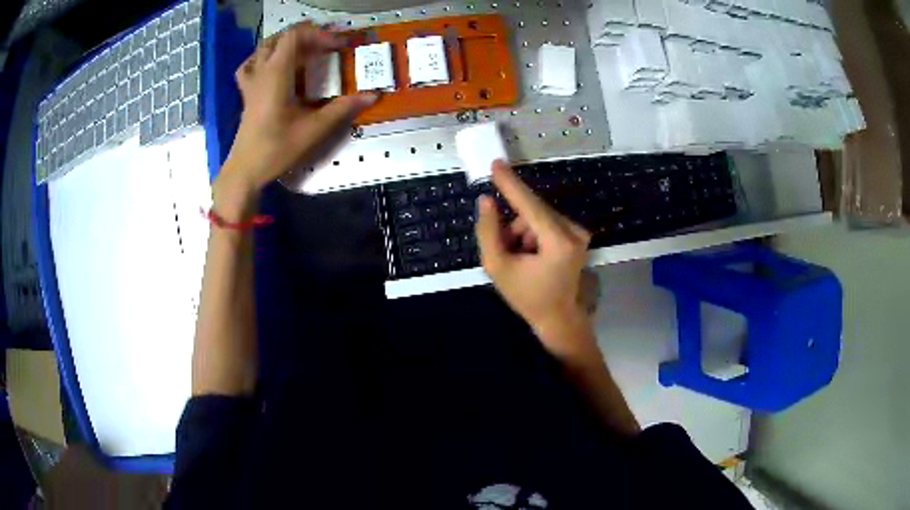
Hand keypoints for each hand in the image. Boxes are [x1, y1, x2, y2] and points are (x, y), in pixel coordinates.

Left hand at [220, 23, 377, 195]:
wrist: (246, 170)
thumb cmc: (277, 149)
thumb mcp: (314, 129)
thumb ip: (343, 108)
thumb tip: (373, 95)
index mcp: (277, 73)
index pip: (296, 36)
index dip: (320, 34)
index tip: (340, 45)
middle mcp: (262, 71)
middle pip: (282, 37)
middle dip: (307, 36)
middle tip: (328, 45)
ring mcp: (251, 82)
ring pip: (265, 47)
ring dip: (287, 43)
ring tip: (306, 50)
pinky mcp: (247, 93)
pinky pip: (251, 65)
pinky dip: (264, 57)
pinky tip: (274, 65)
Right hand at [475, 161, 597, 359]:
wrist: (558, 317)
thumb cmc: (527, 297)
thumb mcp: (498, 267)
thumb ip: (489, 232)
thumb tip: (486, 200)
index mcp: (558, 241)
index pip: (530, 205)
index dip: (510, 184)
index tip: (496, 164)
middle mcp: (574, 231)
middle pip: (532, 211)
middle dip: (514, 226)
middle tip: (507, 250)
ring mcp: (579, 232)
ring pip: (538, 217)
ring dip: (522, 231)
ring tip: (521, 258)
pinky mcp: (578, 235)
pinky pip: (546, 223)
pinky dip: (533, 234)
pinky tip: (532, 255)